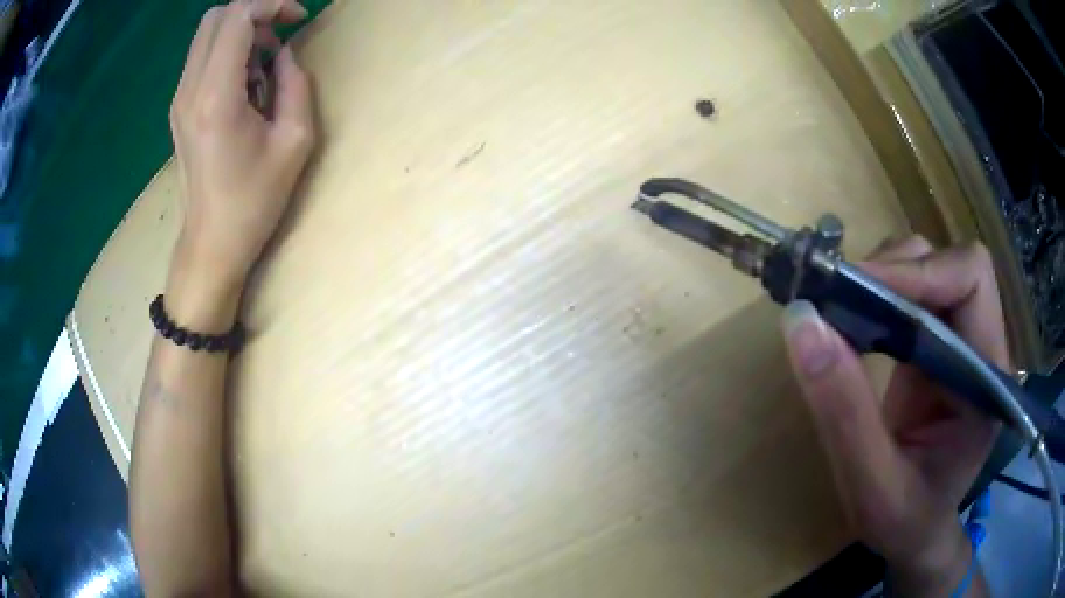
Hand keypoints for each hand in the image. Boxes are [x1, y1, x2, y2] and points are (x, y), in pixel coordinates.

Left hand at [170, 0, 314, 288]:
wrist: (211, 243)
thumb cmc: (254, 200)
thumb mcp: (294, 141)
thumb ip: (294, 84)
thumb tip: (283, 55)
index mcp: (216, 96)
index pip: (237, 17)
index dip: (271, 5)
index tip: (296, 20)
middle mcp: (190, 90)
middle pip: (215, 17)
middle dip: (254, 13)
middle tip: (279, 35)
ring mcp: (179, 99)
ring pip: (206, 34)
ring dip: (240, 32)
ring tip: (263, 64)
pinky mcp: (179, 108)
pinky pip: (201, 57)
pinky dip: (226, 52)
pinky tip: (244, 81)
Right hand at [782, 236, 1002, 595]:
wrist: (916, 533)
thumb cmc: (905, 522)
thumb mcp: (872, 488)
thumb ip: (844, 414)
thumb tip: (802, 323)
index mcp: (987, 377)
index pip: (970, 280)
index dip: (919, 273)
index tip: (857, 292)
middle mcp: (981, 345)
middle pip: (947, 263)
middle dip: (894, 271)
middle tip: (839, 301)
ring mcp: (960, 340)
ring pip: (927, 267)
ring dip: (883, 278)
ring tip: (842, 313)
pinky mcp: (937, 343)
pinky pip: (911, 292)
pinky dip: (877, 294)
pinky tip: (853, 323)